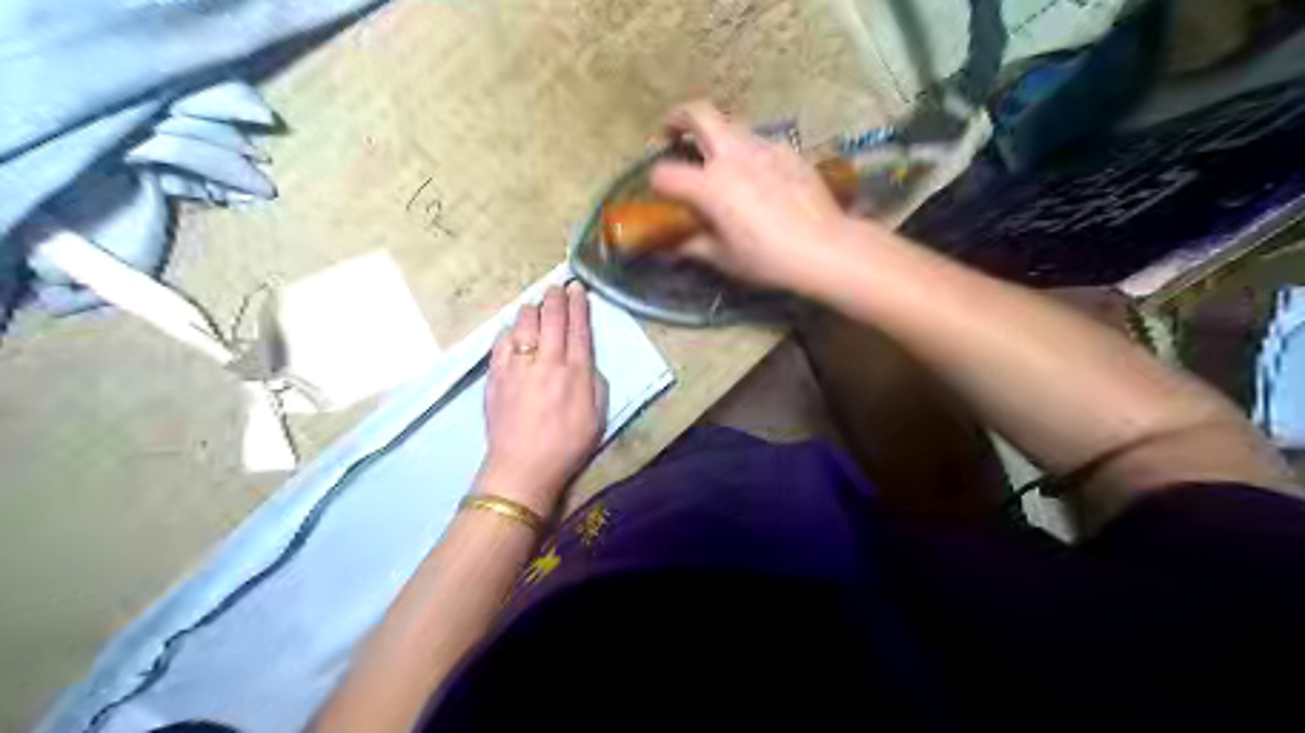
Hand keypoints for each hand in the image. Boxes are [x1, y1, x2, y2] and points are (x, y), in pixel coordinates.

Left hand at [479, 279, 606, 516]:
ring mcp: (518, 366)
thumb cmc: (568, 445)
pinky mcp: (496, 375)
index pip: (578, 327)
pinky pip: (502, 341)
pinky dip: (510, 330)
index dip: (578, 304)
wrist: (523, 467)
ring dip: (532, 309)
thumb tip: (584, 359)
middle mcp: (548, 361)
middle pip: (551, 317)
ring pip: (524, 323)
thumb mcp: (598, 415)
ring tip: (535, 305)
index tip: (577, 288)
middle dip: (555, 297)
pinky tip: (514, 330)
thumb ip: (594, 381)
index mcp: (576, 372)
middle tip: (557, 287)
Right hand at [648, 100, 864, 294]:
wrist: (824, 248)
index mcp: (710, 184)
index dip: (655, 183)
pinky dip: (748, 151)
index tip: (659, 192)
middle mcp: (733, 155)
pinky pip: (760, 142)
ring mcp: (764, 147)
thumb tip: (669, 247)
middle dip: (678, 118)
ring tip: (718, 158)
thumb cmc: (767, 258)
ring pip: (731, 124)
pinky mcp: (789, 150)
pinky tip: (758, 175)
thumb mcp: (723, 258)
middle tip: (672, 132)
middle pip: (698, 114)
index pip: (665, 174)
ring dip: (716, 134)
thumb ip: (691, 246)